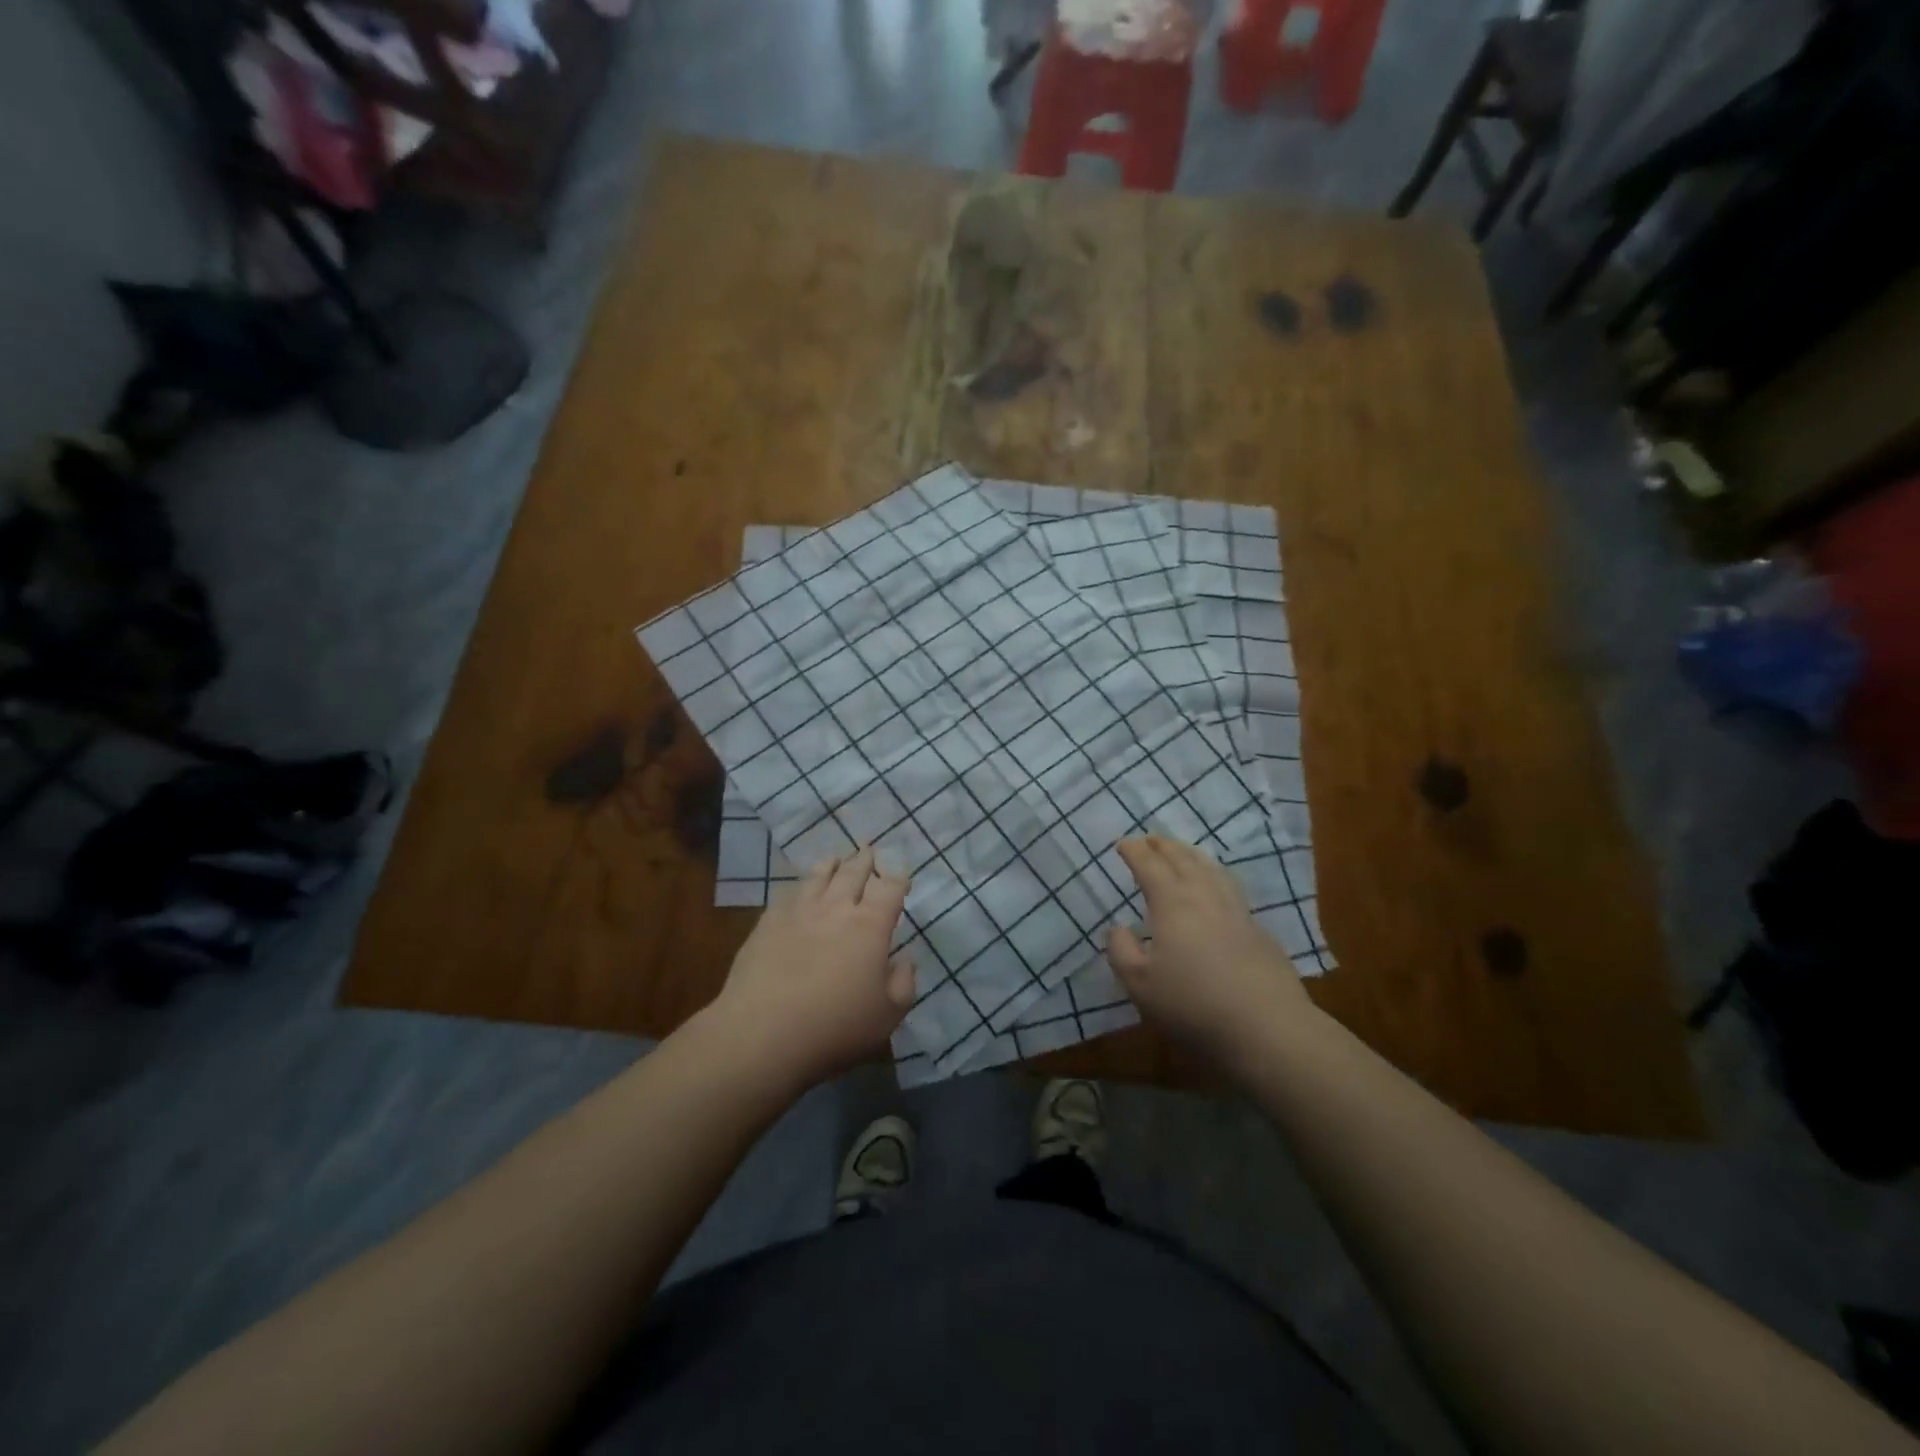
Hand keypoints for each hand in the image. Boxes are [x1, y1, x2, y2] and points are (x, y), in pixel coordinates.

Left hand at [710, 845, 914, 1090]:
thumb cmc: (835, 1026)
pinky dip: (800, 884)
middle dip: (865, 860)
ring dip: (832, 864)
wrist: (762, 1032)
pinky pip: (789, 893)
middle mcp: (836, 908)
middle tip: (869, 849)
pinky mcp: (768, 922)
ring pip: (819, 876)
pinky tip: (799, 887)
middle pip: (854, 872)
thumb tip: (904, 960)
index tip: (901, 874)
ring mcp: (799, 911)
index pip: (890, 888)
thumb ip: (904, 983)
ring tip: (836, 858)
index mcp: (870, 925)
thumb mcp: (888, 1015)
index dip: (898, 877)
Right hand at [1107, 836, 1309, 1064]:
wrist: (1267, 1028)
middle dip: (1164, 846)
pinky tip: (1218, 888)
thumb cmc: (1193, 1004)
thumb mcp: (1139, 984)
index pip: (1149, 866)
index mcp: (1172, 903)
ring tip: (1184, 852)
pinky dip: (1216, 877)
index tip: (1122, 844)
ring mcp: (1237, 911)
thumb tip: (1117, 927)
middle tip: (1151, 838)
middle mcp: (1204, 897)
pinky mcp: (1259, 931)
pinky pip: (1231, 888)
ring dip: (1193, 855)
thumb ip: (1121, 951)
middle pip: (1183, 859)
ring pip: (1212, 870)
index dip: (1134, 852)